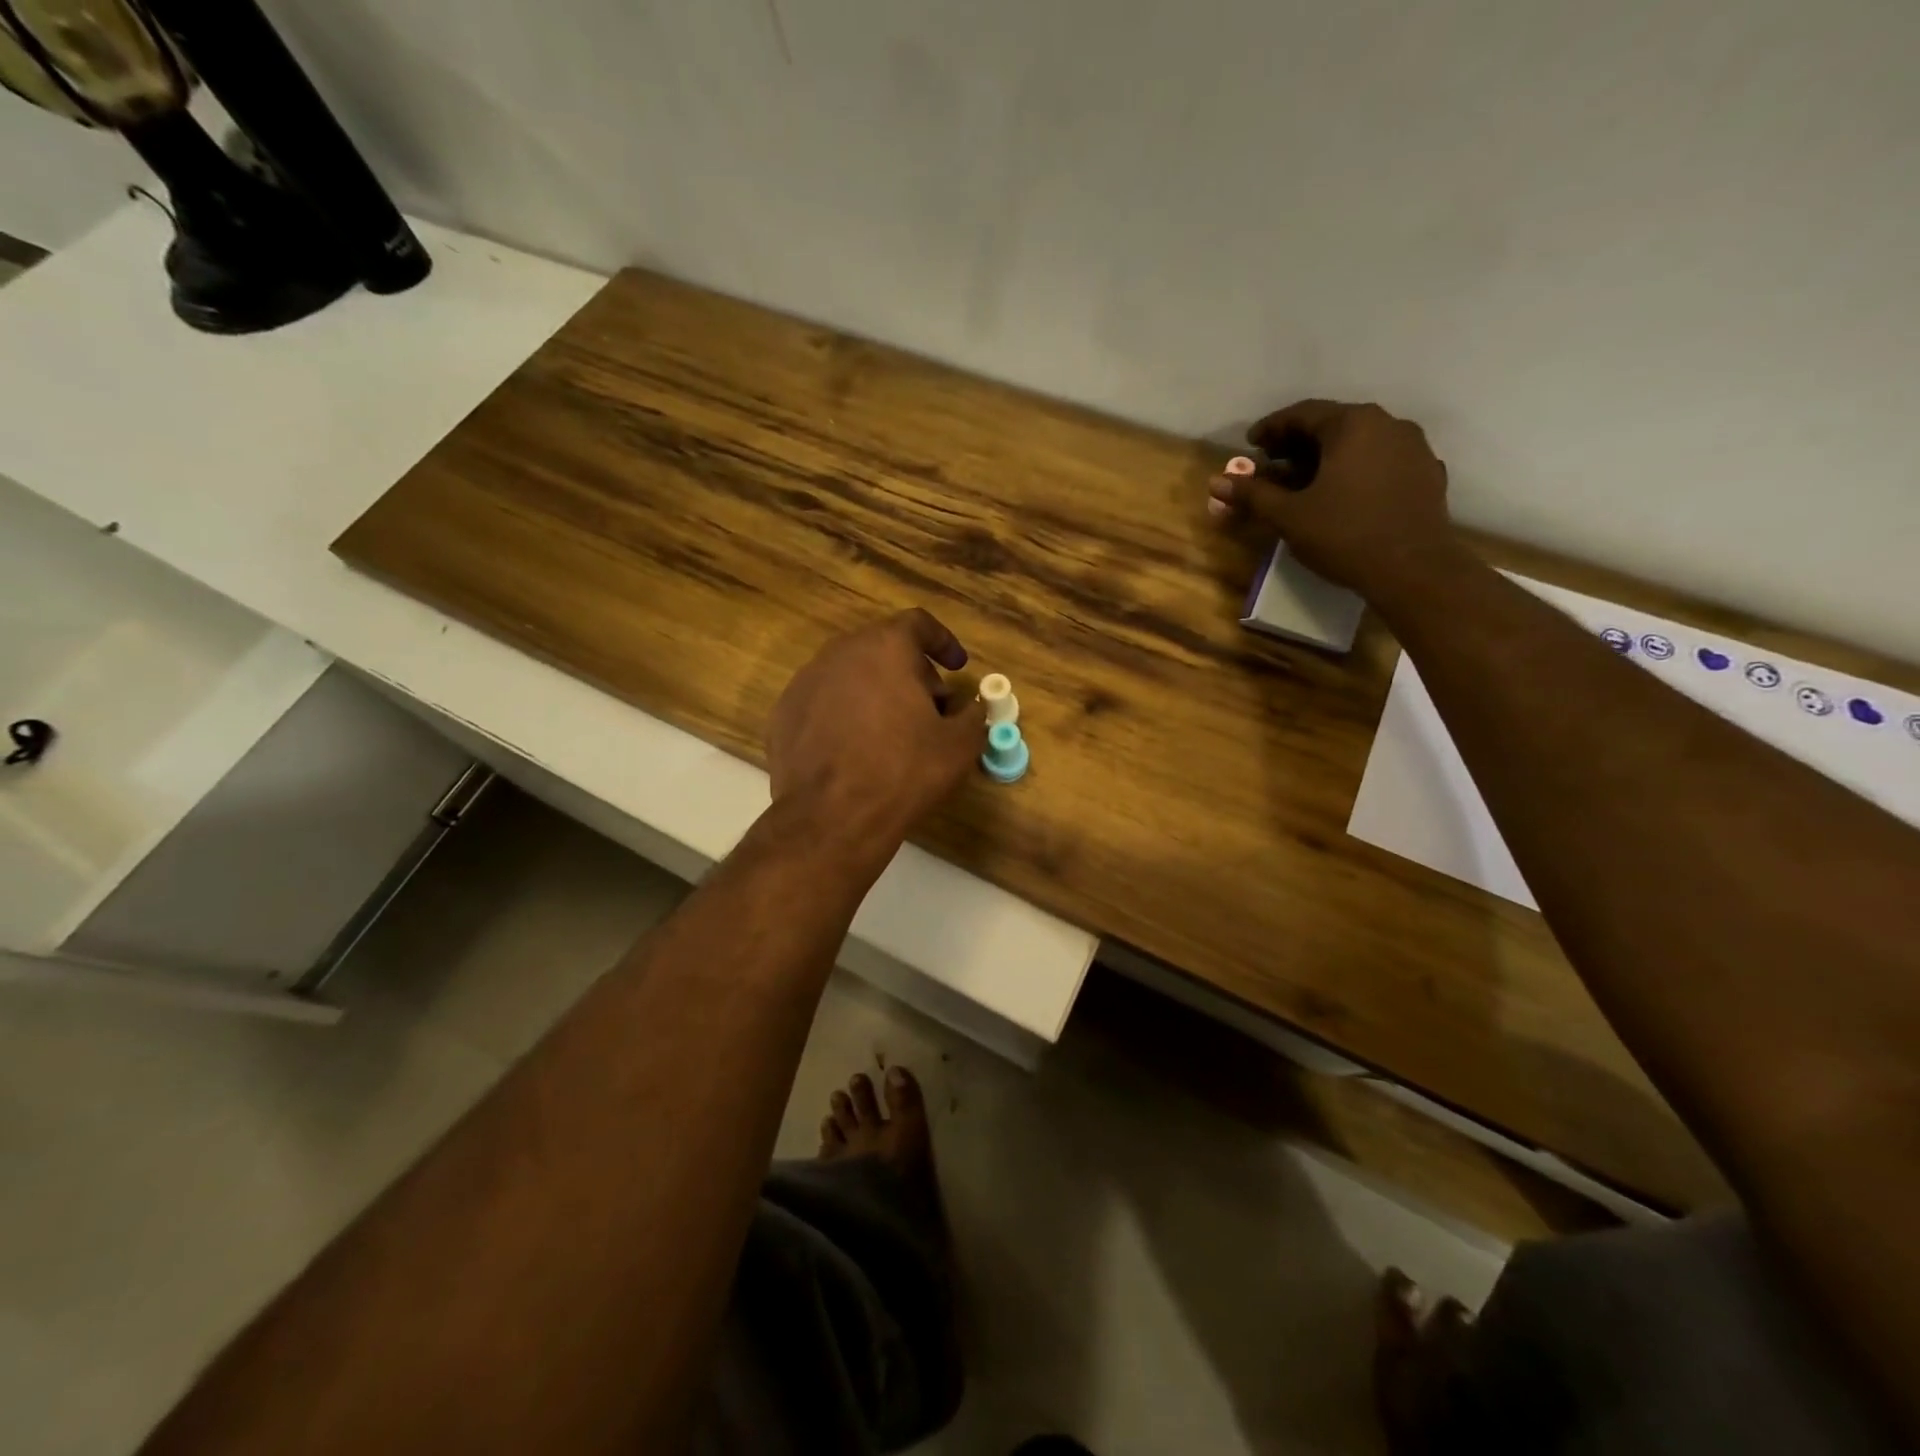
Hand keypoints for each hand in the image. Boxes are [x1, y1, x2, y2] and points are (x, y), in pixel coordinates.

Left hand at [767, 609, 986, 862]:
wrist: (831, 818)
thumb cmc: (904, 771)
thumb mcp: (959, 745)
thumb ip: (973, 715)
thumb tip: (971, 708)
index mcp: (884, 647)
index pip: (918, 624)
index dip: (943, 642)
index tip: (957, 666)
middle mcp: (840, 653)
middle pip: (883, 649)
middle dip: (911, 673)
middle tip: (930, 709)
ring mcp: (805, 682)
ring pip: (850, 675)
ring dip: (876, 693)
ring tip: (892, 733)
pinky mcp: (783, 714)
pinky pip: (824, 704)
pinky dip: (844, 716)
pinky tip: (855, 751)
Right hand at [1207, 400, 1455, 595]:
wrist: (1413, 569)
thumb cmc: (1344, 535)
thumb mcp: (1289, 516)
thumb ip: (1253, 494)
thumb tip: (1216, 482)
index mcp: (1353, 424)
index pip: (1303, 413)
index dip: (1271, 428)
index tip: (1250, 445)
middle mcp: (1388, 424)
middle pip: (1333, 424)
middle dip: (1298, 443)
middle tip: (1272, 464)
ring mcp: (1413, 447)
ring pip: (1360, 442)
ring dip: (1327, 456)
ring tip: (1304, 482)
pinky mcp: (1427, 473)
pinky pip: (1382, 461)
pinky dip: (1355, 470)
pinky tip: (1342, 494)